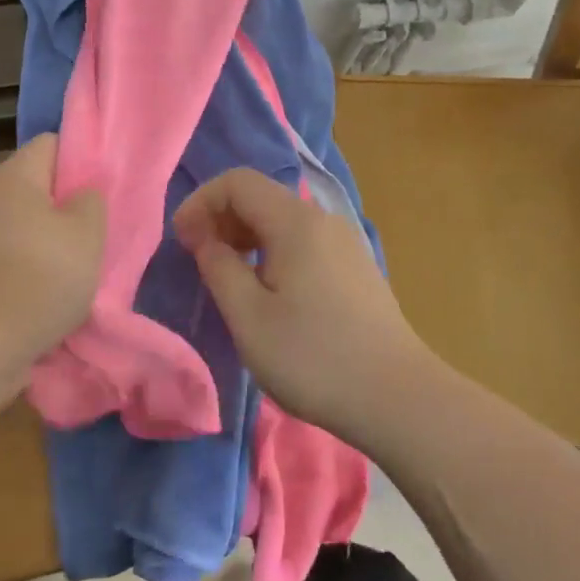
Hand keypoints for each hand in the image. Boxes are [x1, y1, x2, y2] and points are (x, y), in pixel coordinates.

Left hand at [0, 134, 105, 402]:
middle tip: (104, 228)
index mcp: (15, 177)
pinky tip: (60, 294)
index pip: (53, 143)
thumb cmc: (39, 277)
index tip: (108, 185)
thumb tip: (84, 192)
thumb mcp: (87, 232)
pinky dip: (38, 272)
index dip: (84, 157)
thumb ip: (92, 200)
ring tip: (88, 266)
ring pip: (31, 227)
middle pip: (41, 187)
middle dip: (73, 205)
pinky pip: (18, 260)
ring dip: (58, 243)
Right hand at [172, 168, 431, 444]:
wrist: (398, 398)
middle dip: (221, 217)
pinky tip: (268, 290)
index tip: (181, 240)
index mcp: (296, 222)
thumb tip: (205, 237)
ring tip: (227, 276)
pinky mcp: (355, 267)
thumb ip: (219, 267)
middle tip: (198, 258)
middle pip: (262, 196)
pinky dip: (272, 250)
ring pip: (283, 220)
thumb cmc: (313, 357)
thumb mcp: (249, 317)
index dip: (201, 202)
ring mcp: (345, 243)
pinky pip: (303, 241)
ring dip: (246, 236)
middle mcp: (323, 220)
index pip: (238, 182)